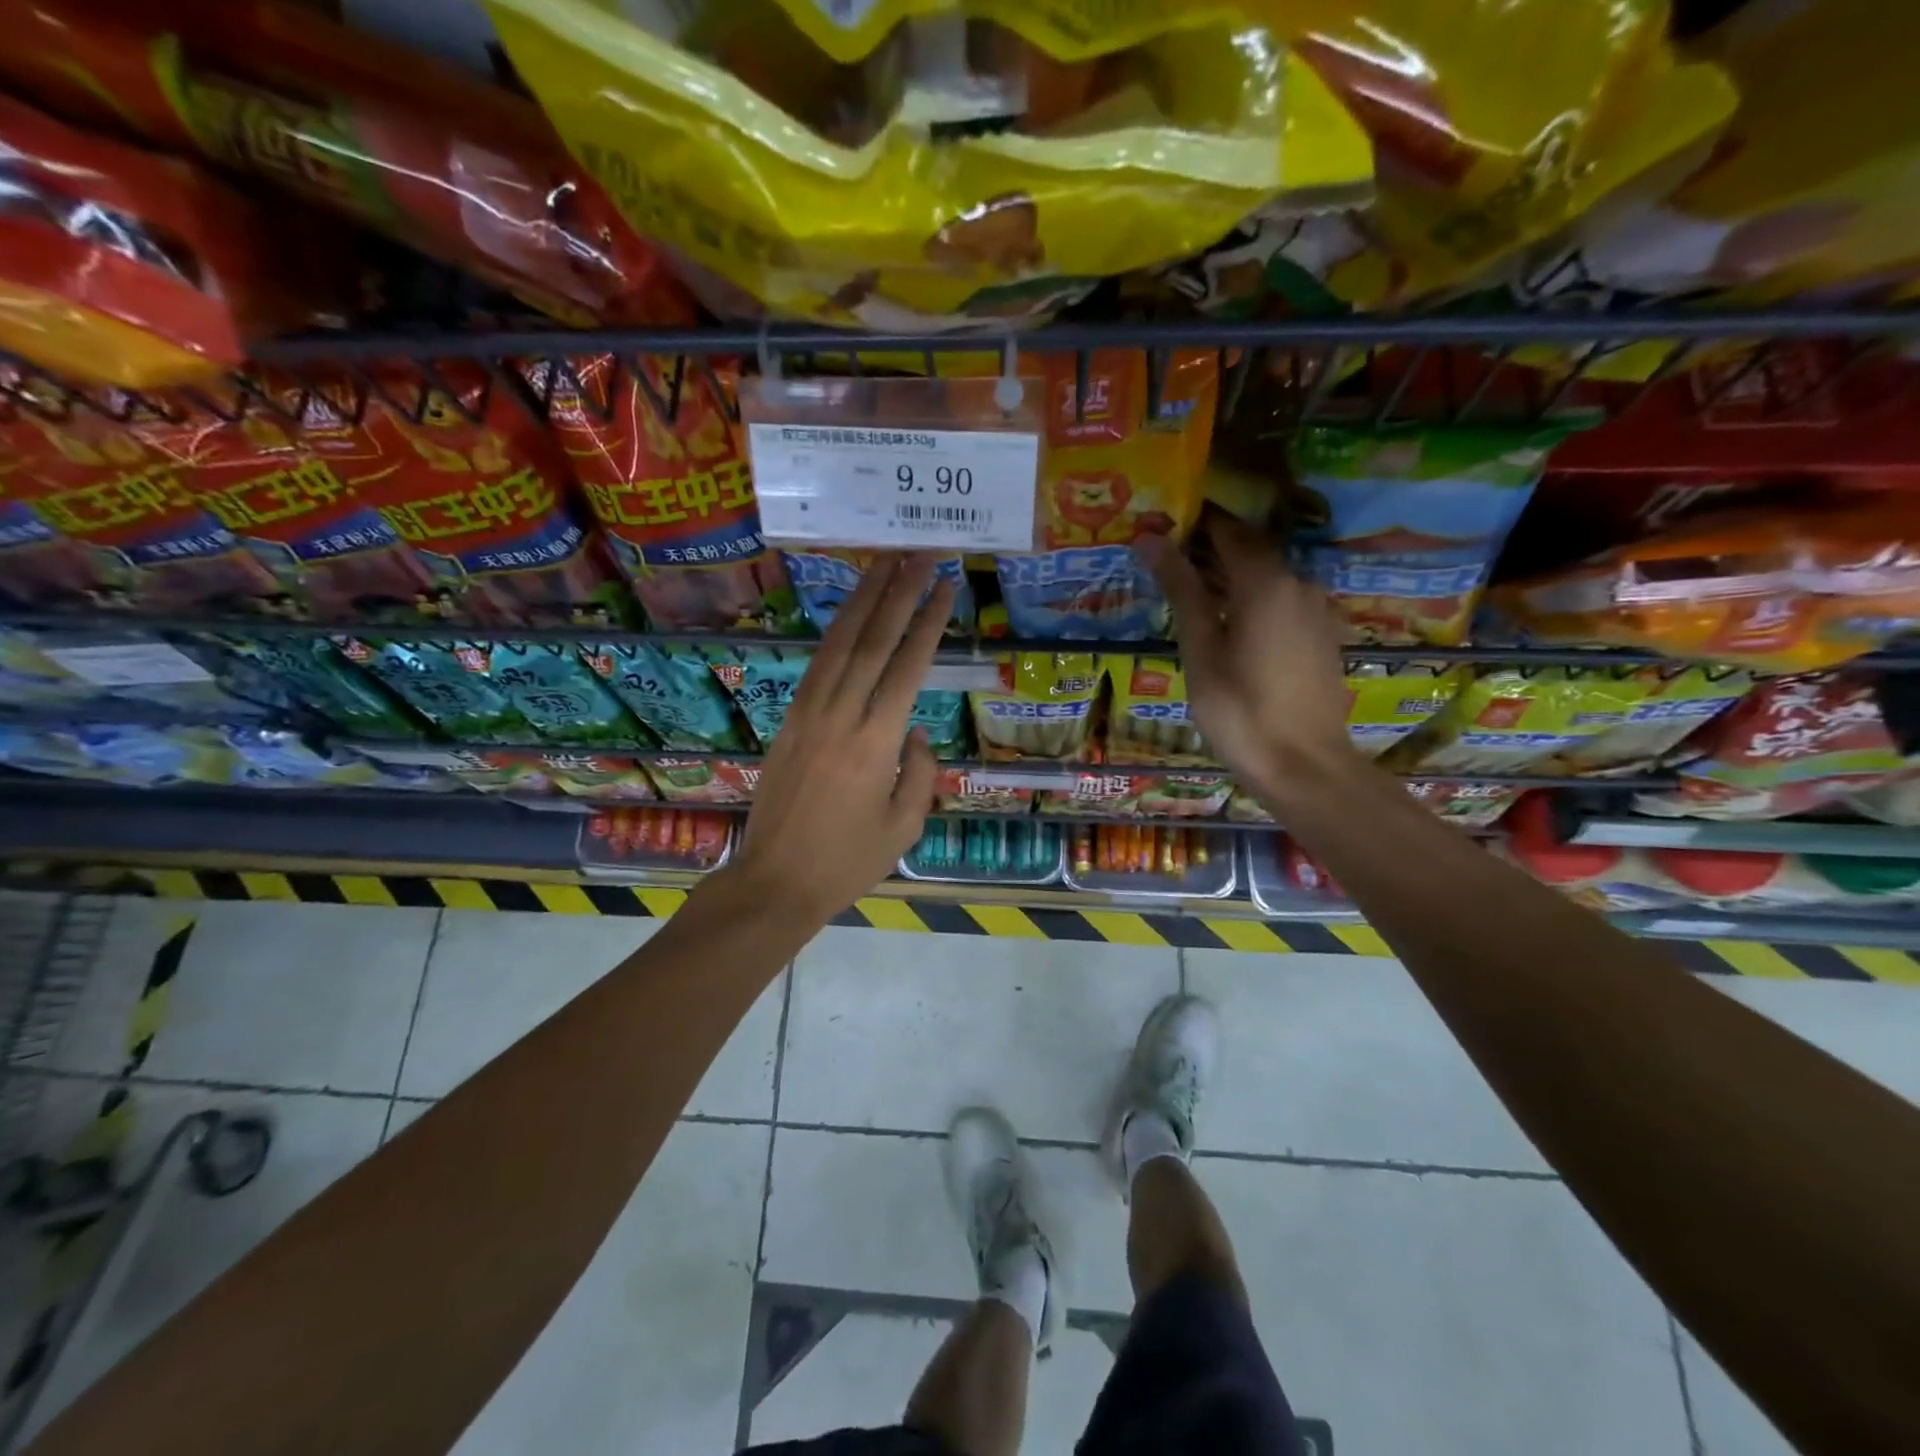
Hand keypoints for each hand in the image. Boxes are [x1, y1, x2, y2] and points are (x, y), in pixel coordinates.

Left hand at [719, 554, 953, 925]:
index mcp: (876, 741)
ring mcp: (808, 713)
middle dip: (899, 591)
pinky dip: (836, 632)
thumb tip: (917, 732)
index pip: (908, 665)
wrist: (775, 880)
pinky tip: (850, 613)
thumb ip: (921, 773)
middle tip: (919, 553)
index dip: (928, 620)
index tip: (945, 584)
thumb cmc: (848, 861)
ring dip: (862, 598)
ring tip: (884, 562)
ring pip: (839, 643)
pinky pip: (818, 664)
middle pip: (872, 639)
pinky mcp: (788, 720)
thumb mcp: (904, 826)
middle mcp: (841, 715)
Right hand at [1137, 521, 1355, 797]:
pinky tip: (1231, 624)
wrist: (1304, 765)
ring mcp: (1316, 608)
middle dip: (1212, 549)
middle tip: (1170, 560)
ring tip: (1195, 593)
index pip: (1227, 531)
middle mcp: (1298, 582)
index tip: (1163, 526)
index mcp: (1264, 582)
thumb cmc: (1240, 710)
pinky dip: (1254, 599)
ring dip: (1233, 576)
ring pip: (1269, 576)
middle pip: (1251, 550)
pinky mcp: (1322, 633)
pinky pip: (1284, 599)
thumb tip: (1151, 538)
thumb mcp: (1200, 650)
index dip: (1195, 524)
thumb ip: (1181, 590)